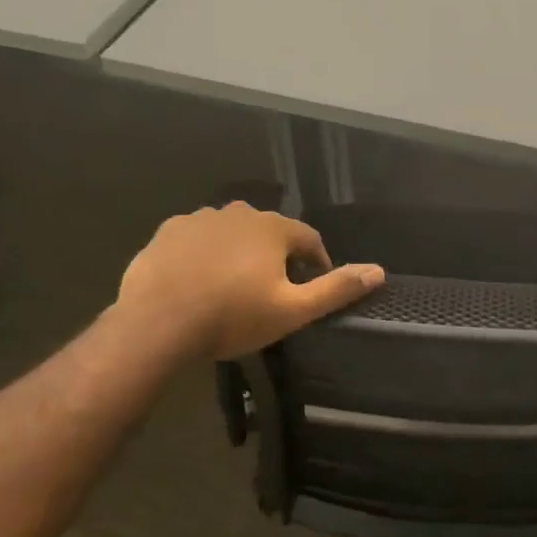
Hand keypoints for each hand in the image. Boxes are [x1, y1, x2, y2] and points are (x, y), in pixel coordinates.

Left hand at [118, 202, 384, 360]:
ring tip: (232, 285)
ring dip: (238, 251)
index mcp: (272, 228)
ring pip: (231, 232)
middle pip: (268, 231)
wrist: (157, 323)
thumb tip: (379, 272)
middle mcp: (238, 213)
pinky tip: (197, 279)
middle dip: (275, 255)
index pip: (308, 238)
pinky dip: (204, 253)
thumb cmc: (232, 317)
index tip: (311, 285)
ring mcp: (200, 219)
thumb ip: (336, 289)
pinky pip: (197, 238)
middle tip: (270, 289)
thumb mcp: (292, 310)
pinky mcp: (168, 231)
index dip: (315, 262)